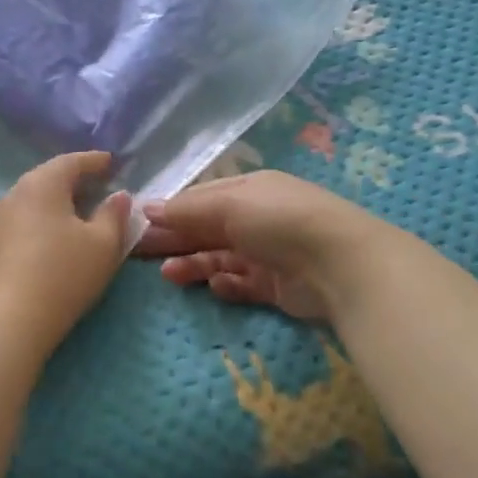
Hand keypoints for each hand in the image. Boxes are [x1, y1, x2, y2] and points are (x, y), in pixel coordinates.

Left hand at [0, 151, 132, 358]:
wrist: (9, 320)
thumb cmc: (64, 274)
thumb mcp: (103, 244)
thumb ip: (114, 215)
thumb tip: (119, 196)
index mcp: (42, 184)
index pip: (71, 162)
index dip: (94, 161)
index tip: (110, 162)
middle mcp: (14, 194)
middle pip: (48, 178)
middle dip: (73, 180)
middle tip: (96, 185)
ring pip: (33, 201)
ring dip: (56, 202)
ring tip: (77, 212)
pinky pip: (22, 221)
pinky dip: (41, 221)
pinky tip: (53, 237)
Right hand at [135, 170, 376, 322]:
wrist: (340, 264)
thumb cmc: (279, 221)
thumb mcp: (228, 205)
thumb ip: (186, 209)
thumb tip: (146, 207)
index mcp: (248, 191)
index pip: (200, 199)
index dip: (169, 211)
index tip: (136, 225)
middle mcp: (256, 219)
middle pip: (205, 229)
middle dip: (173, 240)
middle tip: (136, 253)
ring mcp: (267, 253)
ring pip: (219, 258)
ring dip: (193, 265)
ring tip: (169, 276)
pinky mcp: (275, 286)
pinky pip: (241, 284)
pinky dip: (226, 285)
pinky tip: (217, 286)